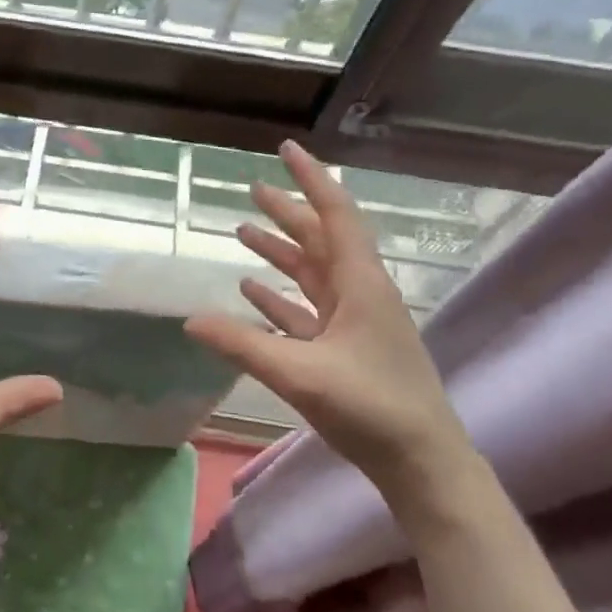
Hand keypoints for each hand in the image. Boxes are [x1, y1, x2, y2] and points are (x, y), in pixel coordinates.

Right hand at [184, 141, 474, 511]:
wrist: (422, 462)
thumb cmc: (371, 408)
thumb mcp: (300, 374)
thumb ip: (242, 345)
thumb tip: (189, 320)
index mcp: (360, 284)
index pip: (335, 215)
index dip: (311, 179)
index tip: (287, 149)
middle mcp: (359, 293)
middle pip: (320, 239)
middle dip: (287, 212)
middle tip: (253, 188)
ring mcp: (354, 322)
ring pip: (312, 273)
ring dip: (281, 252)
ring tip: (244, 230)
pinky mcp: (346, 349)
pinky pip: (307, 309)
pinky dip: (281, 295)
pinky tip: (252, 290)